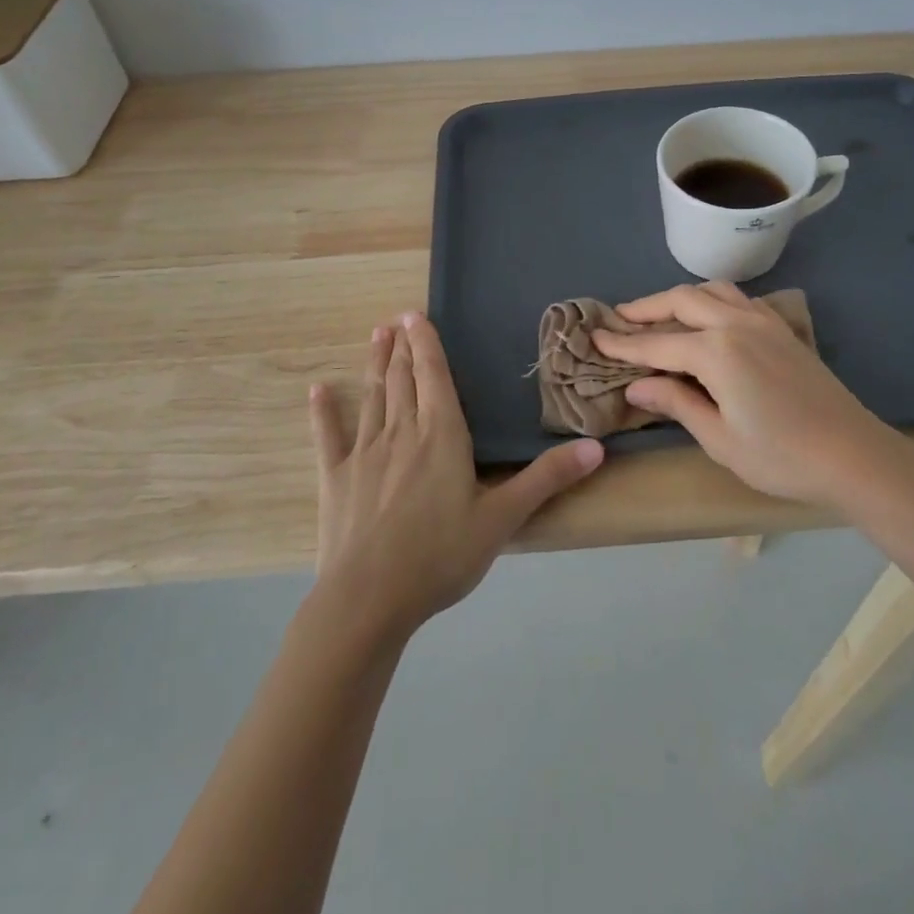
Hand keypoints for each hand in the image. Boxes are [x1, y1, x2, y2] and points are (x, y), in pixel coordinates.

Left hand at [307, 312, 602, 639]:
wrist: (368, 599)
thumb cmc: (440, 555)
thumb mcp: (503, 518)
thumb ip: (546, 478)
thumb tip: (596, 446)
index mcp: (441, 434)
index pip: (433, 376)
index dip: (426, 343)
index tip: (415, 314)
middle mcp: (401, 432)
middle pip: (401, 379)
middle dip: (401, 347)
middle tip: (396, 320)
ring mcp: (363, 453)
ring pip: (372, 397)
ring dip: (374, 365)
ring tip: (375, 337)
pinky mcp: (335, 478)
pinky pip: (329, 436)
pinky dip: (324, 412)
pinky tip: (317, 390)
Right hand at [590, 283, 898, 505]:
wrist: (852, 454)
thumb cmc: (781, 457)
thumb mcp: (719, 439)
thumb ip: (676, 403)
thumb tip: (636, 386)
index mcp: (717, 351)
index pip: (657, 344)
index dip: (623, 344)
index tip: (594, 338)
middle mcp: (736, 323)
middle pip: (681, 301)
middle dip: (646, 309)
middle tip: (619, 319)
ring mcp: (763, 321)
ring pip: (711, 291)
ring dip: (679, 298)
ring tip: (658, 315)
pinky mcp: (781, 329)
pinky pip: (737, 299)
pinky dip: (711, 300)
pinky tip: (707, 320)